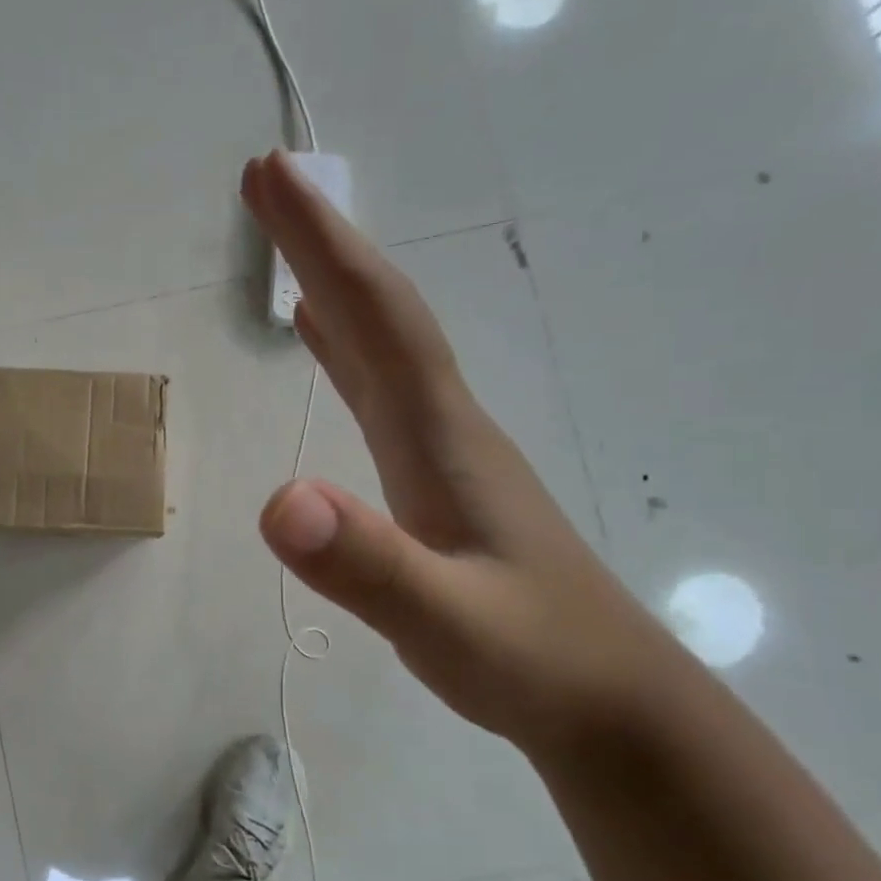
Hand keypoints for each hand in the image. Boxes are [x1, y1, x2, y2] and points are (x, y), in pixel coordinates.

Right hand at [242, 151, 688, 750]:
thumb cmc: (532, 660)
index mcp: (440, 432)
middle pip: (379, 310)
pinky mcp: (435, 476)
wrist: (613, 704)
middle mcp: (443, 420)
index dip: (325, 241)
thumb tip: (278, 501)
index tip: (272, 176)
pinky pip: (381, 386)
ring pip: (382, 341)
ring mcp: (442, 447)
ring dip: (334, 283)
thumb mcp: (444, 621)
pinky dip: (345, 346)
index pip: (377, 314)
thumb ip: (367, 563)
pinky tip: (323, 339)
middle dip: (322, 239)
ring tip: (290, 241)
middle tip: (268, 179)